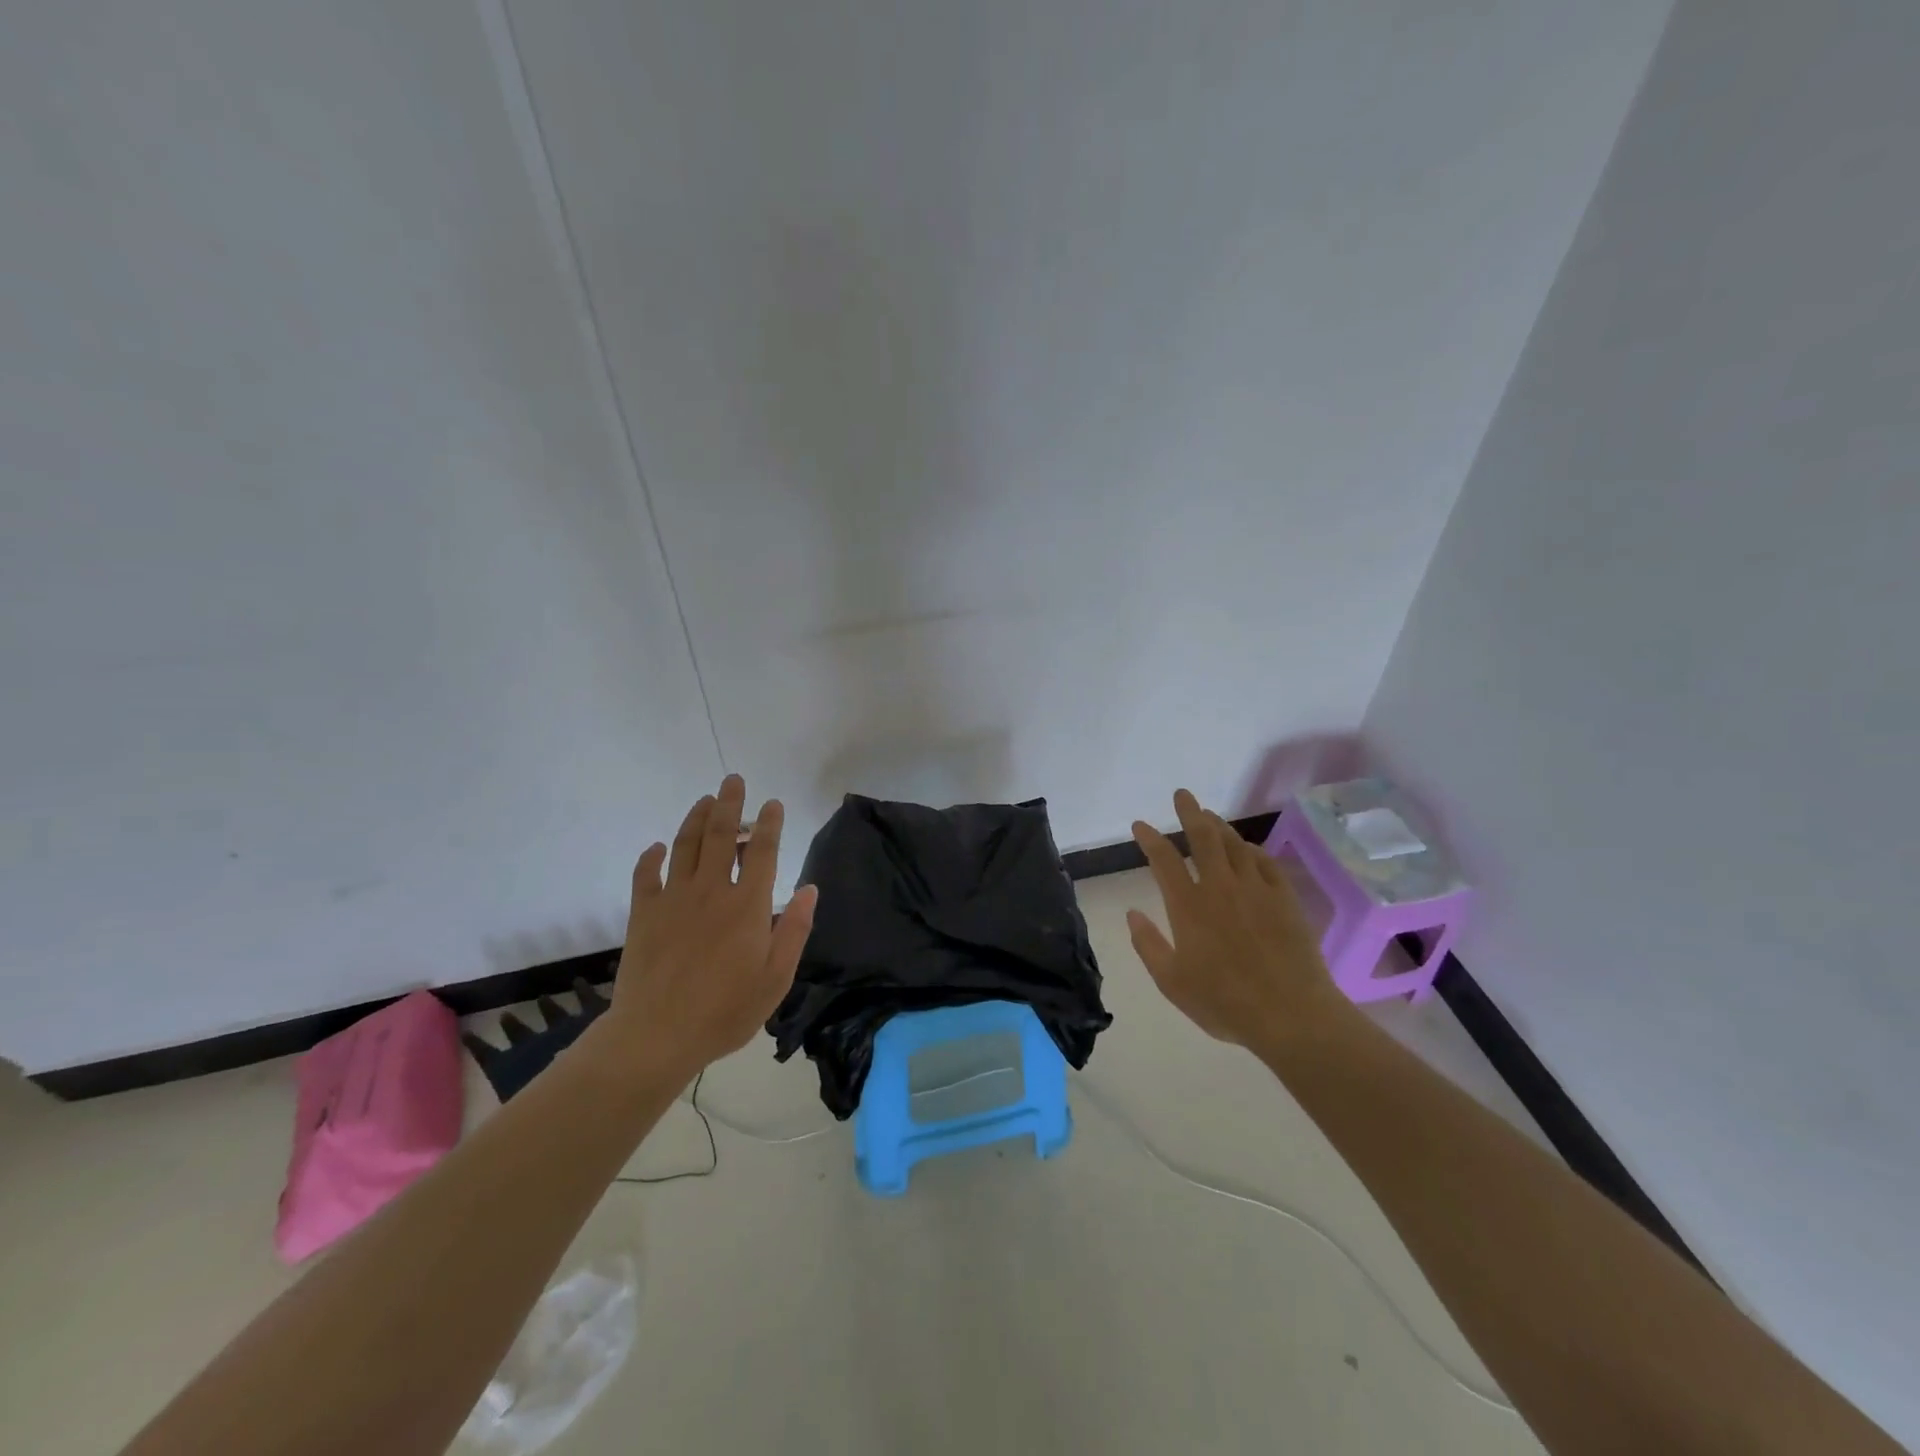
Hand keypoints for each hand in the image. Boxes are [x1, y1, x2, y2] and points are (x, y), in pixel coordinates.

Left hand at [605, 774, 817, 1081]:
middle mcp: (712, 890)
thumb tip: (810, 889)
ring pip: (686, 845)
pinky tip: (658, 848)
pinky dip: (652, 857)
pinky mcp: (643, 913)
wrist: (657, 1035)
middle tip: (733, 781)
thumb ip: (794, 929)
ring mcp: (674, 898)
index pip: (762, 851)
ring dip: (696, 818)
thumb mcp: (776, 977)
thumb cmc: (726, 1010)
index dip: (769, 823)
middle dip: (730, 804)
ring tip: (705, 800)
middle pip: (722, 835)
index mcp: (748, 905)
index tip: (773, 803)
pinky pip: (646, 874)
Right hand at [1126, 789, 1350, 1052]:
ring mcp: (1255, 889)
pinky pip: (1265, 862)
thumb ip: (1148, 945)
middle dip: (1189, 811)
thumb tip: (1132, 914)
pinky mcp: (1284, 898)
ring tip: (1210, 816)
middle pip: (1203, 837)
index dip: (1150, 838)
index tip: (1140, 825)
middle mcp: (1220, 887)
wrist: (1291, 1015)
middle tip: (1182, 795)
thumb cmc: (1224, 1003)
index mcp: (1188, 905)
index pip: (1164, 859)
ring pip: (1235, 844)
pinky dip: (1252, 850)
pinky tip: (1248, 849)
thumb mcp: (1172, 982)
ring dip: (1219, 826)